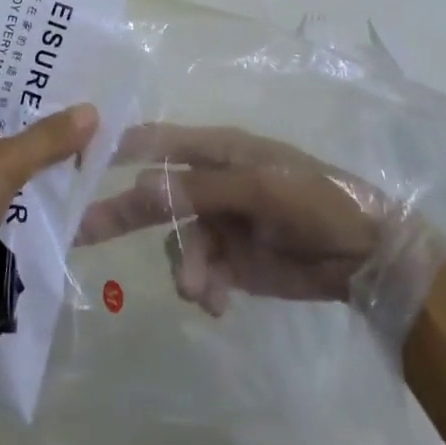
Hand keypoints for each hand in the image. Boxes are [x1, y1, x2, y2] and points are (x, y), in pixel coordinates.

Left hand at [0, 85, 98, 328]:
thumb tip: (90, 110)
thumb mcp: (2, 166)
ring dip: (23, 170)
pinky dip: (6, 199)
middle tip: (83, 133)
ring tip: (71, 167)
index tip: (74, 97)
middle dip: (35, 134)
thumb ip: (47, 139)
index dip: (32, 92)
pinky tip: (39, 205)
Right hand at [75, 124, 411, 317]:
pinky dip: (201, 287)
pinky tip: (216, 302)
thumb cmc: (316, 202)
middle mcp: (212, 183)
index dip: (121, 147)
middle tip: (78, 232)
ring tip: (199, 290)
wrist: (366, 256)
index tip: (80, 159)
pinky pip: (197, 273)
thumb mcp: (260, 187)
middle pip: (155, 194)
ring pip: (176, 242)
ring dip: (183, 265)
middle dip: (121, 212)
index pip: (159, 142)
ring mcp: (220, 223)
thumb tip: (141, 186)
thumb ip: (200, 188)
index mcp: (219, 151)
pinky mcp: (230, 262)